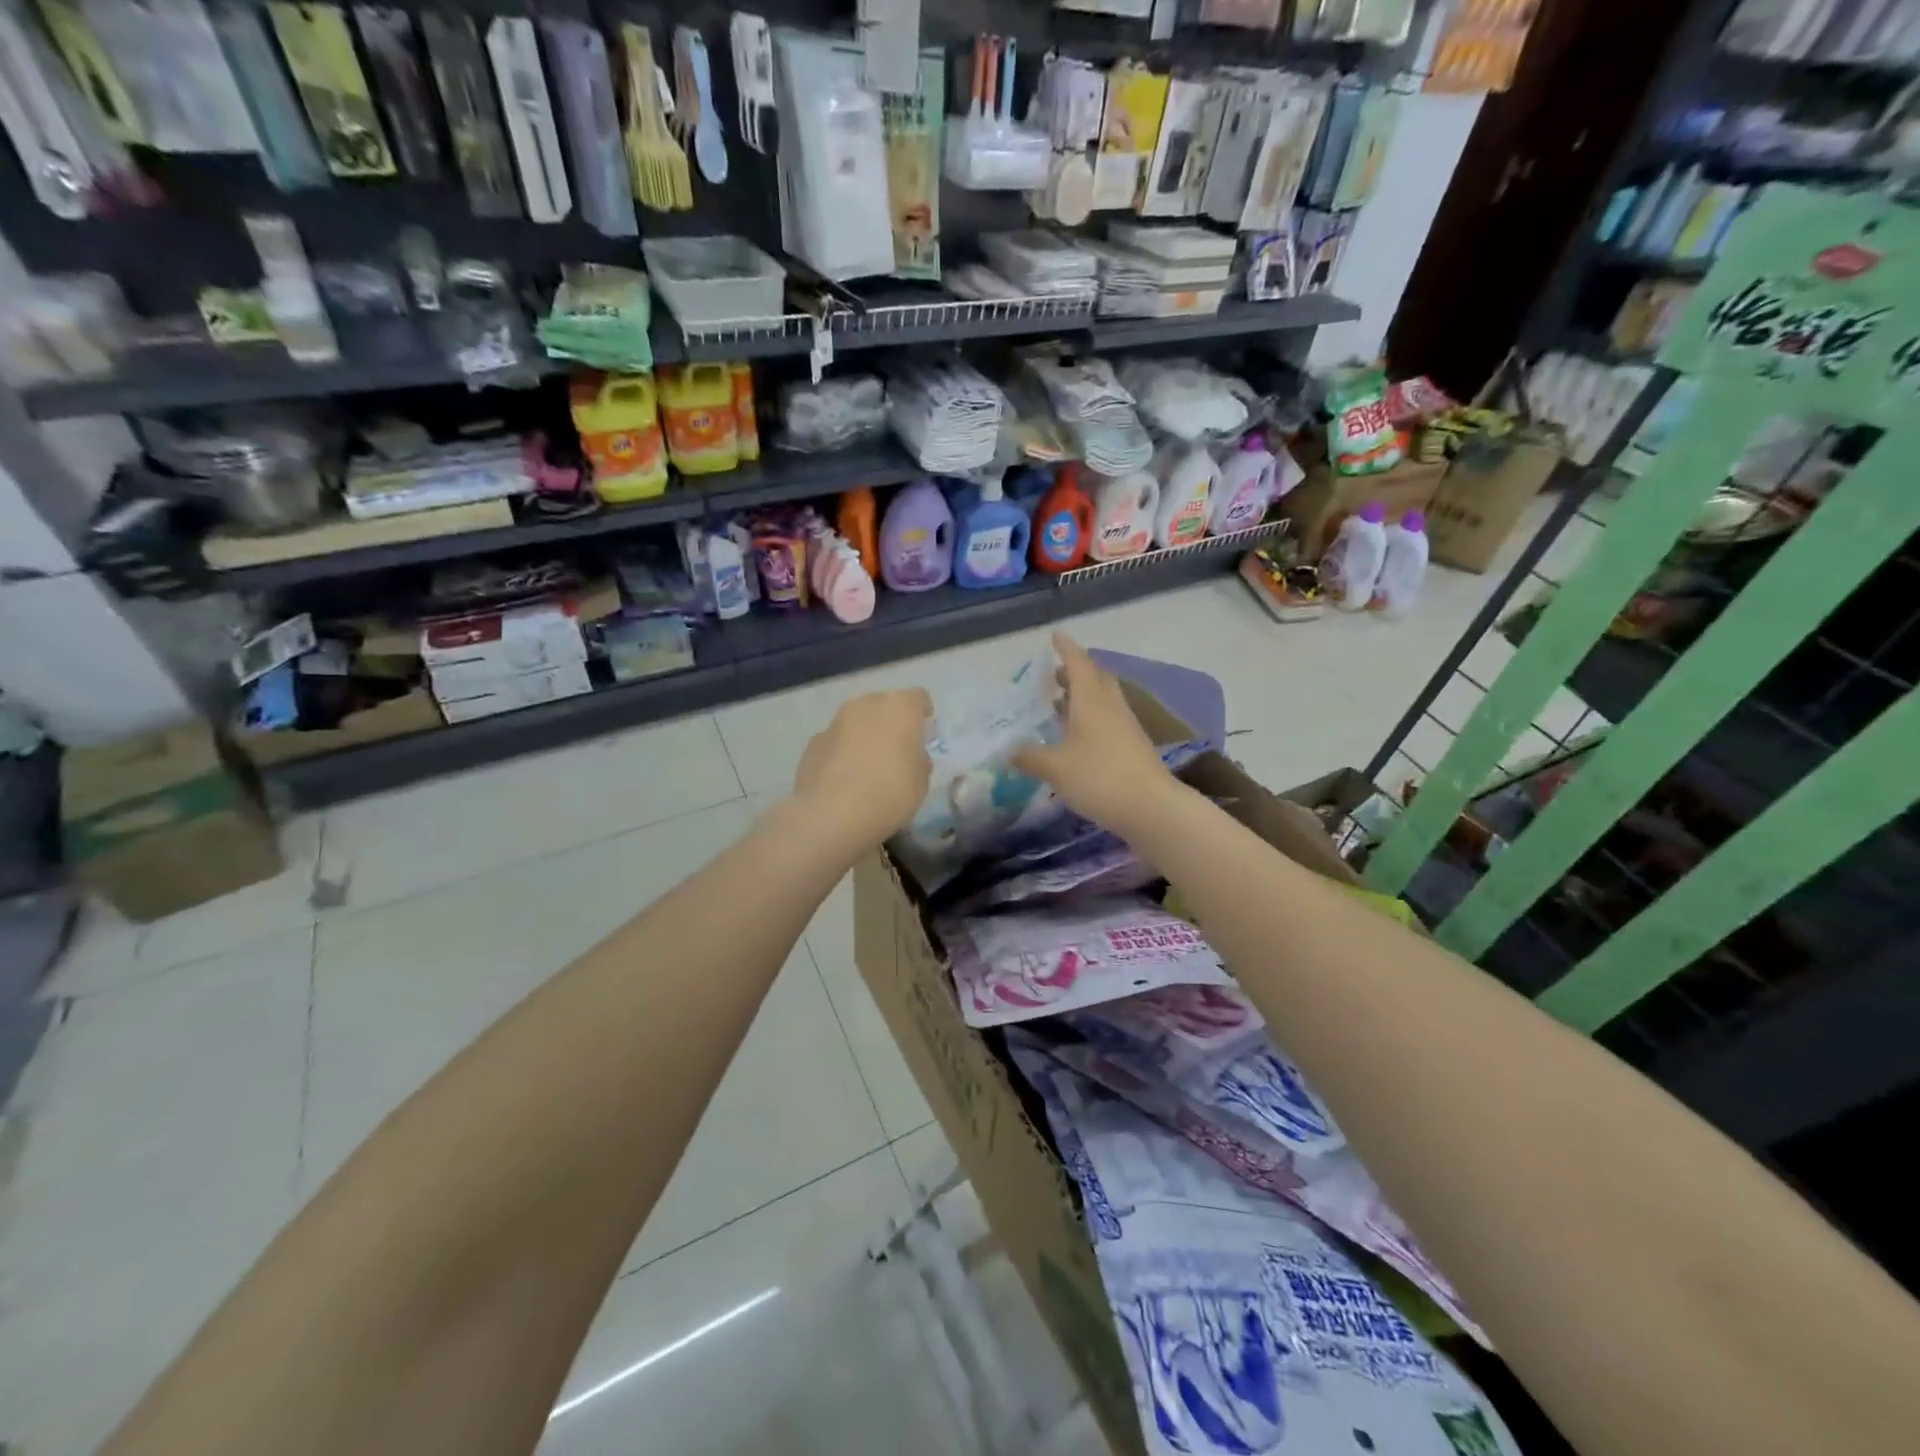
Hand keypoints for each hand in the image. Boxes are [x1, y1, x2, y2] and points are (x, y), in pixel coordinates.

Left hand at [792, 689, 933, 852]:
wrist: (831, 815)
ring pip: (856, 722)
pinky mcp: (813, 742)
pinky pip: (836, 741)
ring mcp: (835, 721)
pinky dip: (842, 753)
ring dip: (864, 736)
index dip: (923, 715)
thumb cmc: (889, 794)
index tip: (924, 737)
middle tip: (896, 753)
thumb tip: (911, 755)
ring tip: (867, 768)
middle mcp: (866, 705)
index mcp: (899, 707)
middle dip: (891, 723)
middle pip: (884, 705)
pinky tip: (843, 780)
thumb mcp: (922, 782)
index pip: (918, 698)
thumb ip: (919, 760)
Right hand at [1013, 633, 1176, 834]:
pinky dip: (1091, 717)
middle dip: (1075, 671)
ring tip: (1061, 704)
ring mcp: (1125, 726)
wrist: (1150, 807)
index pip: (1078, 664)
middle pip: (1095, 678)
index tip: (1056, 635)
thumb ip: (1030, 757)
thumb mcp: (1055, 768)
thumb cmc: (1098, 778)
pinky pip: (1109, 719)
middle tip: (1055, 675)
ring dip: (1083, 695)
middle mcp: (1110, 706)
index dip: (1066, 648)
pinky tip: (1078, 736)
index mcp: (1091, 700)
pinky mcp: (1133, 746)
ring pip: (1103, 699)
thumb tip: (1009, 751)